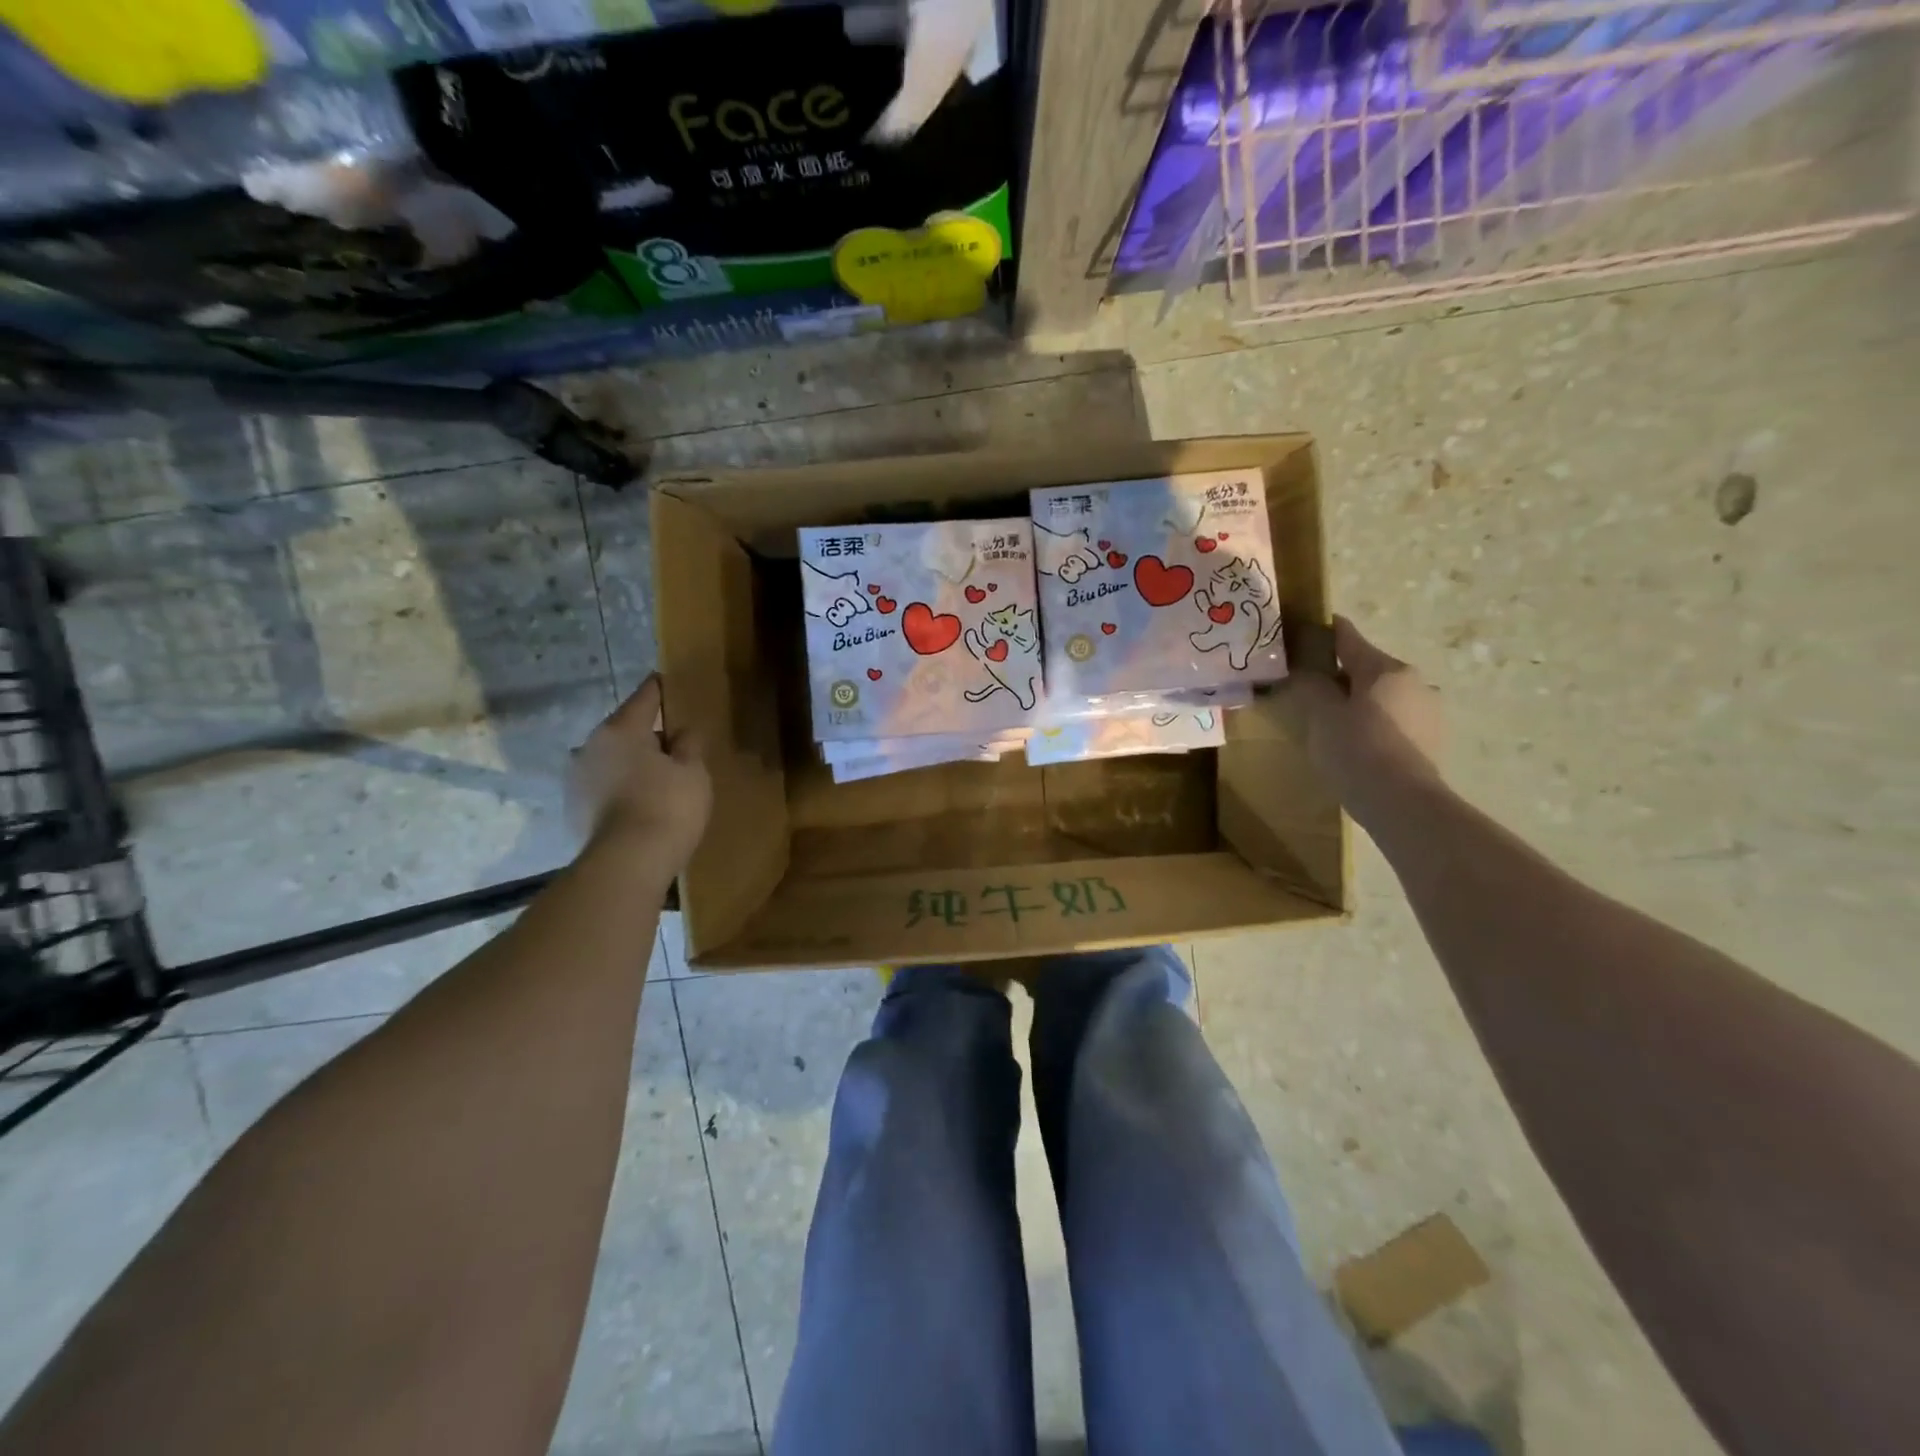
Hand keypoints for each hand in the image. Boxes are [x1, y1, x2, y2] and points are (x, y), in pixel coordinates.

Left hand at [571, 675, 710, 876]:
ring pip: (611, 759)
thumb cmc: (667, 806)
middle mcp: (590, 745)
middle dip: (647, 734)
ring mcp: (576, 778)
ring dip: (631, 763)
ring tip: (657, 779)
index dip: (660, 688)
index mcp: (621, 729)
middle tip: (674, 744)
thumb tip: (682, 731)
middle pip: (625, 730)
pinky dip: (620, 788)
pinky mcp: (573, 808)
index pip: (645, 697)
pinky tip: (639, 803)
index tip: (667, 680)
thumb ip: (689, 744)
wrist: (626, 863)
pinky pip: (603, 787)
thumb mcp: (693, 771)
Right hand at [1287, 617, 1443, 812]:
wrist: (1402, 802)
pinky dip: (1375, 722)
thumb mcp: (1321, 716)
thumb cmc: (1356, 750)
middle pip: (1367, 668)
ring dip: (1360, 700)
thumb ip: (1311, 687)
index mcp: (1384, 668)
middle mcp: (1413, 680)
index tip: (1309, 627)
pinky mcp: (1431, 738)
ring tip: (1333, 720)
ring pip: (1383, 695)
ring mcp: (1428, 710)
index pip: (1349, 638)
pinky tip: (1358, 742)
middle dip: (1341, 674)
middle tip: (1311, 687)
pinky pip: (1394, 719)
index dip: (1327, 630)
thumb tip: (1304, 671)